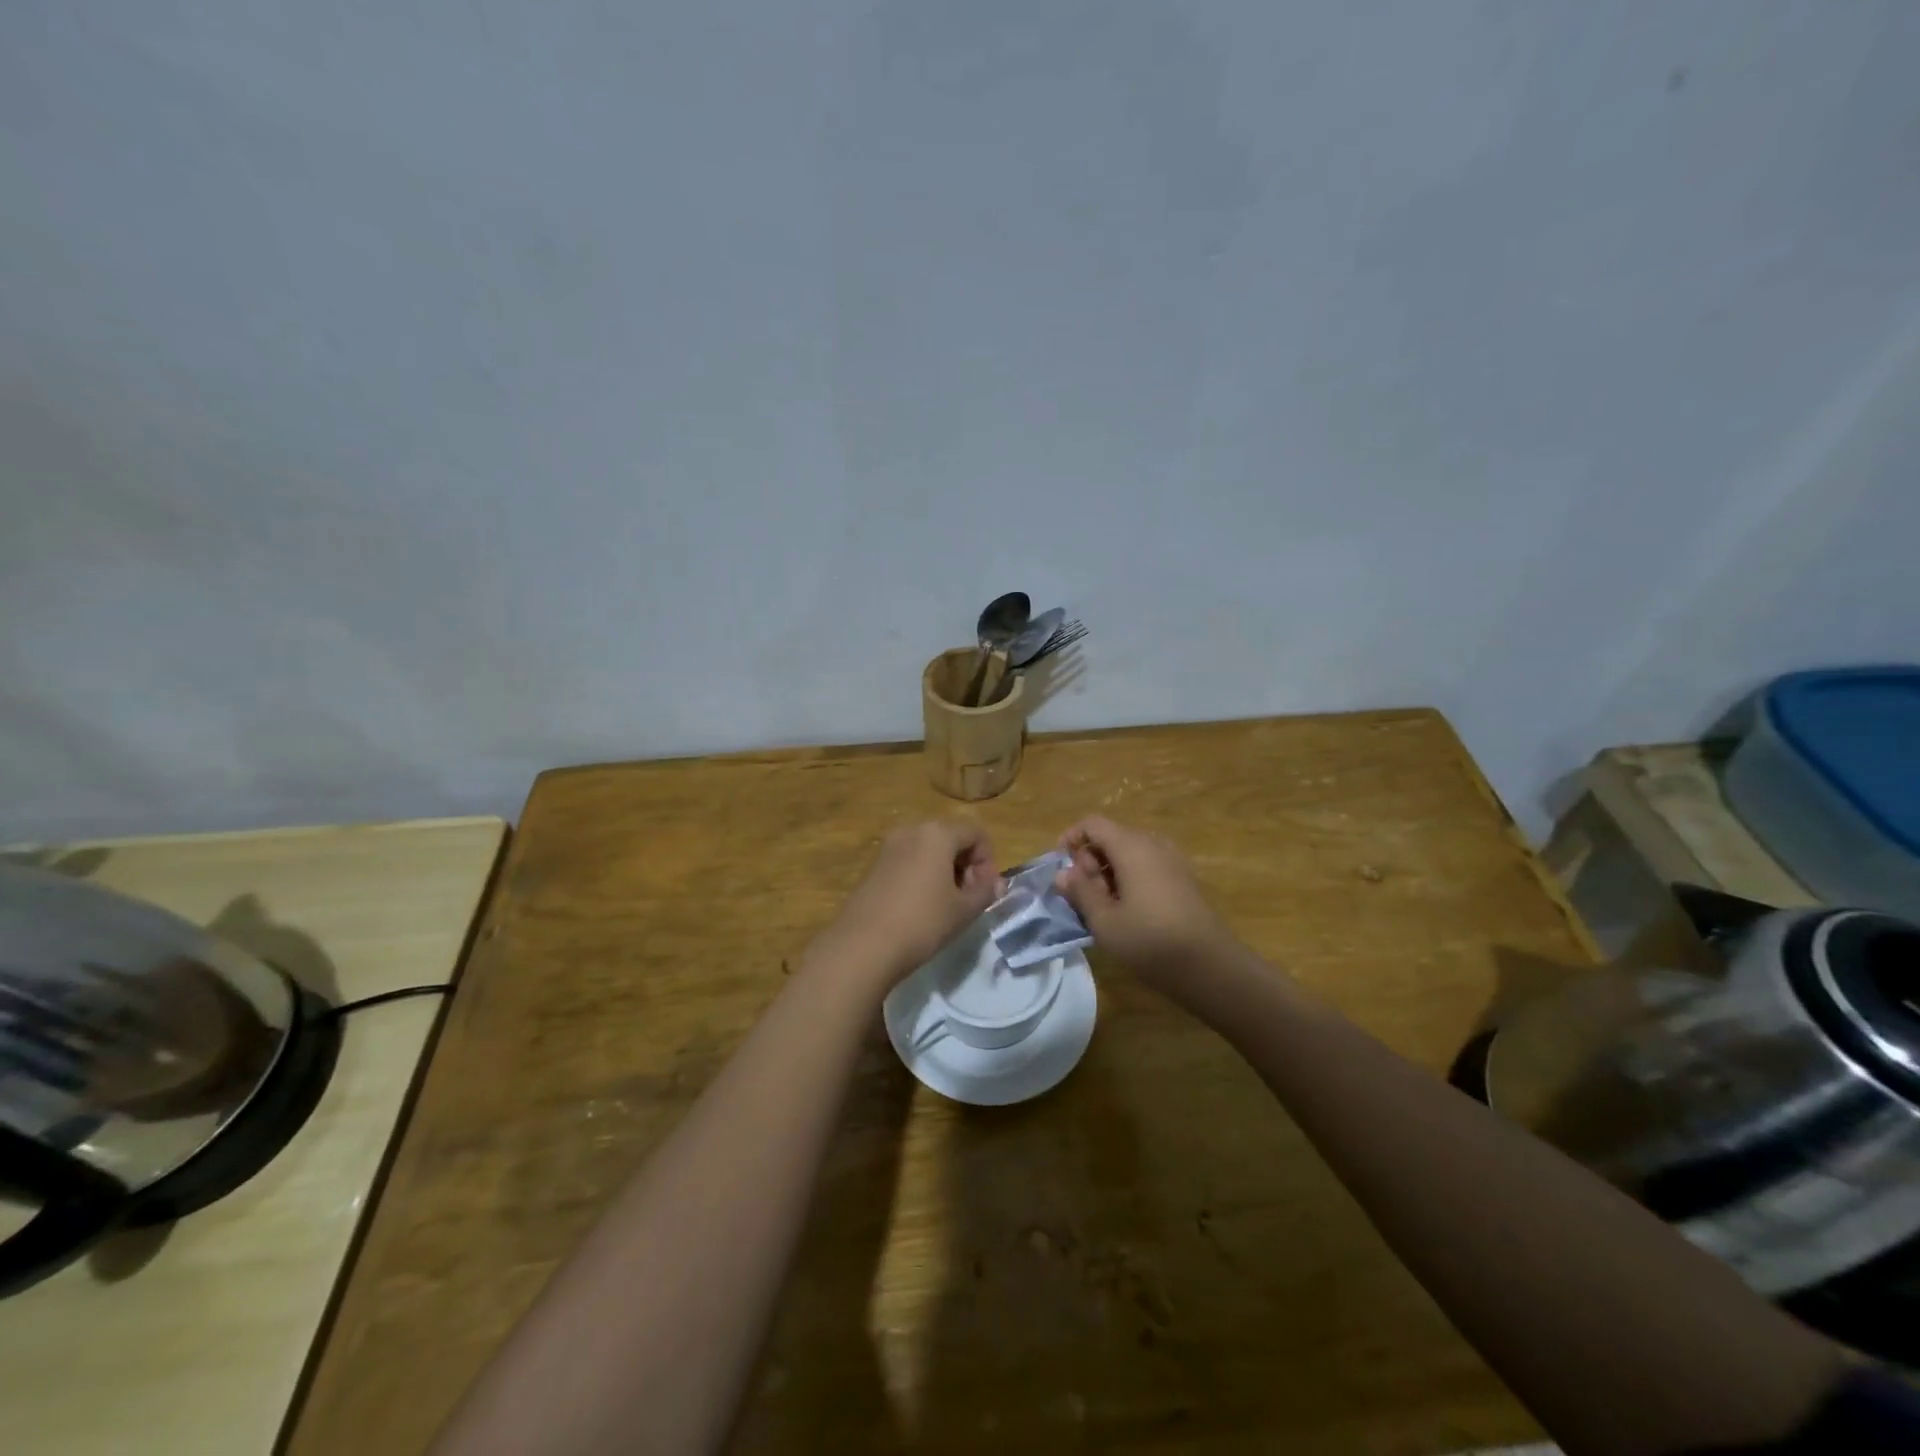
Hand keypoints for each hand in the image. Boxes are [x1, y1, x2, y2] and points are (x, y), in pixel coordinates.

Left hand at [810, 821, 1000, 993]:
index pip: (976, 832)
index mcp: (937, 833)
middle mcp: (911, 829)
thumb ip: (986, 891)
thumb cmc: (922, 922)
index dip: (988, 860)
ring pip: (929, 848)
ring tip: (946, 904)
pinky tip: (920, 906)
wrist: (863, 946)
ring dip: (945, 869)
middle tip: (968, 898)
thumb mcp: (964, 910)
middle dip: (966, 863)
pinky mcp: (873, 865)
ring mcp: (888, 846)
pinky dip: (922, 874)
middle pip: (951, 836)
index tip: (984, 891)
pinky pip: (908, 859)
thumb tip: (997, 883)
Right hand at [1055, 816, 1234, 988]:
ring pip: (1129, 854)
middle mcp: (1153, 844)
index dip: (1071, 839)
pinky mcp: (1184, 880)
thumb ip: (1080, 892)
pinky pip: (1147, 867)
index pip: (1093, 824)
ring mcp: (1173, 861)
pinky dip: (1130, 881)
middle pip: (1111, 838)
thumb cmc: (1150, 941)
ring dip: (1109, 874)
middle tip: (1082, 897)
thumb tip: (1062, 873)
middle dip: (1090, 861)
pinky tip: (1128, 913)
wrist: (1211, 967)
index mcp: (1131, 846)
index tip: (1060, 868)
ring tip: (1103, 909)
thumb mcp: (1104, 921)